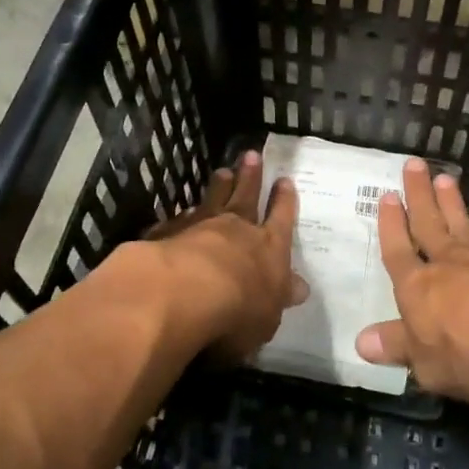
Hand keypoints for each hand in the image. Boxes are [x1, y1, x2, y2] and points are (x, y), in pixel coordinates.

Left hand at [137, 150, 305, 359]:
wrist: (184, 293)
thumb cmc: (238, 310)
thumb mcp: (270, 314)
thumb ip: (280, 296)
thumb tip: (299, 287)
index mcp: (270, 247)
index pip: (282, 218)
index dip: (284, 200)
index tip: (285, 181)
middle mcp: (238, 229)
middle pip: (247, 197)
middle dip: (252, 177)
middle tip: (252, 155)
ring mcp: (201, 226)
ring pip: (213, 199)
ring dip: (219, 185)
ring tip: (223, 171)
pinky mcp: (169, 233)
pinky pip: (179, 219)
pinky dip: (183, 214)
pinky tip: (182, 210)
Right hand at [354, 158, 468, 400]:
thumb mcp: (425, 363)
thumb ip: (397, 347)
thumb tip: (361, 341)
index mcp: (416, 287)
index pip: (397, 251)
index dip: (391, 225)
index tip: (387, 196)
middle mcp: (445, 264)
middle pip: (428, 223)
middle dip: (418, 195)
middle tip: (413, 164)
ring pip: (460, 222)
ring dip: (451, 201)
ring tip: (445, 177)